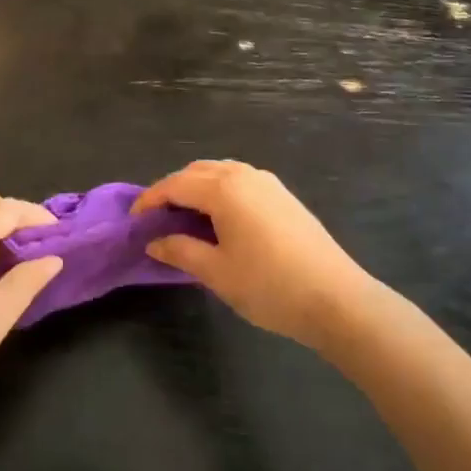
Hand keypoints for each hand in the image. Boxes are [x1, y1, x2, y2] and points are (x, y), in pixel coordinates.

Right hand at [135, 160, 378, 348]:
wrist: (337, 298)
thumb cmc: (269, 286)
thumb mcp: (216, 272)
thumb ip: (180, 251)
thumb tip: (154, 242)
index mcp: (223, 188)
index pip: (175, 185)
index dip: (150, 200)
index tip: (133, 220)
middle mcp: (244, 174)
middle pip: (196, 172)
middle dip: (172, 190)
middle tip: (156, 220)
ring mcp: (268, 183)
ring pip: (220, 173)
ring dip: (197, 189)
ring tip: (184, 219)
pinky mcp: (283, 196)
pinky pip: (240, 182)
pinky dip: (219, 192)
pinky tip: (219, 221)